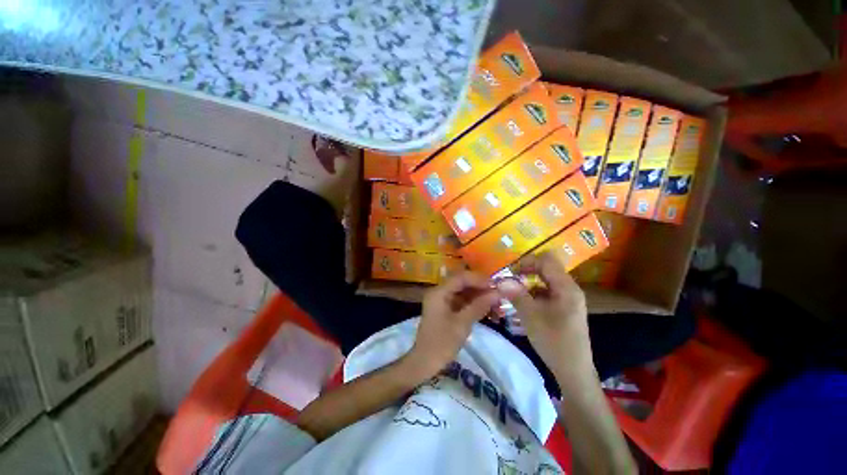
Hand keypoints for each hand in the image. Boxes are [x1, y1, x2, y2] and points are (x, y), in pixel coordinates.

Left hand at [407, 272, 499, 376]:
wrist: (424, 363)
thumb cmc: (442, 343)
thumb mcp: (462, 324)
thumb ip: (479, 306)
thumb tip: (498, 293)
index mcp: (439, 292)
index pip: (461, 278)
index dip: (479, 279)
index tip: (496, 285)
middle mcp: (439, 292)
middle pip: (461, 283)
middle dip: (480, 287)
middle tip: (498, 292)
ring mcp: (441, 301)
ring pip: (462, 292)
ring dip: (478, 295)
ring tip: (495, 300)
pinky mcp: (444, 309)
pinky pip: (460, 301)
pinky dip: (472, 303)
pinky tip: (486, 307)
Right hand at [496, 252, 592, 376]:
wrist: (573, 371)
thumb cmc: (554, 342)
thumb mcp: (531, 317)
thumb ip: (516, 295)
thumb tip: (500, 280)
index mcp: (566, 287)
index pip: (546, 260)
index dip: (527, 262)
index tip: (510, 272)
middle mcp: (569, 288)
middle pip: (546, 268)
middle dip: (526, 271)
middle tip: (509, 281)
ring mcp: (568, 298)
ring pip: (545, 280)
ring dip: (528, 282)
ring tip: (513, 292)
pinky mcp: (564, 307)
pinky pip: (547, 291)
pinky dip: (533, 292)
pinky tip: (523, 303)